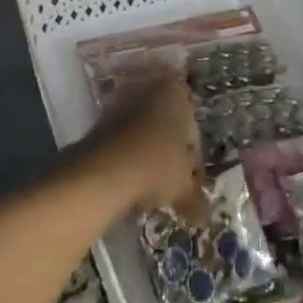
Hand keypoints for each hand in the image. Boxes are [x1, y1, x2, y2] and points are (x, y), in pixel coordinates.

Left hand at [88, 77, 205, 221]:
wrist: (104, 170)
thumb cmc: (156, 166)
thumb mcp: (183, 186)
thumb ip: (195, 197)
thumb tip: (202, 215)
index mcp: (176, 92)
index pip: (193, 127)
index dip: (193, 157)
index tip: (190, 181)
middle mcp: (149, 88)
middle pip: (166, 124)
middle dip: (168, 150)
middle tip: (171, 181)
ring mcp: (122, 100)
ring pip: (143, 130)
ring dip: (147, 152)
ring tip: (148, 185)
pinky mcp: (100, 118)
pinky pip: (123, 138)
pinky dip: (127, 154)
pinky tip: (128, 180)